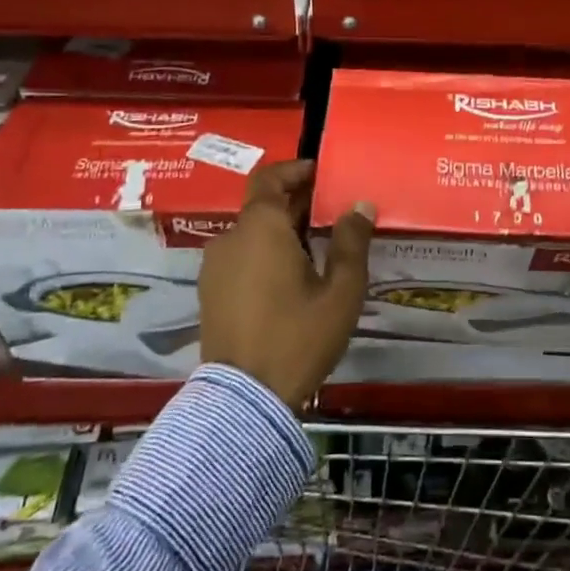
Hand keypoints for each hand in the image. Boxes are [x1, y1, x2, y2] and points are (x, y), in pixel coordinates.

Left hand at [199, 160, 375, 410]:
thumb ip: (351, 242)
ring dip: (279, 229)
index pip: (270, 178)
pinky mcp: (210, 293)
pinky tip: (289, 276)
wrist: (245, 399)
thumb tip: (360, 206)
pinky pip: (240, 256)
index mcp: (260, 227)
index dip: (296, 170)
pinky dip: (263, 253)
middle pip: (261, 204)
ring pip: (250, 232)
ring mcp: (214, 267)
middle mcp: (231, 238)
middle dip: (295, 202)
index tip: (322, 174)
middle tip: (330, 211)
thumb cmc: (298, 336)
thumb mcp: (340, 291)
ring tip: (315, 246)